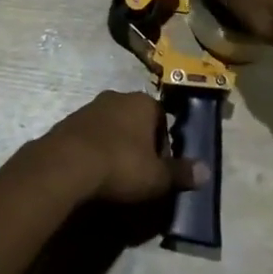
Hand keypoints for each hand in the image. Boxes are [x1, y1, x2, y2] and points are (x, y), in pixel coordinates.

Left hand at [34, 90, 208, 203]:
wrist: (66, 164)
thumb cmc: (120, 165)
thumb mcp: (157, 176)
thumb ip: (181, 173)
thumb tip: (206, 171)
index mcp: (143, 103)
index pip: (162, 118)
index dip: (163, 144)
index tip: (158, 168)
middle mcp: (118, 97)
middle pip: (136, 120)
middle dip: (139, 142)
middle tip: (137, 172)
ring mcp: (90, 107)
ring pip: (112, 125)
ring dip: (115, 144)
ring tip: (113, 175)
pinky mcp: (68, 121)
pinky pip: (89, 135)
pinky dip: (94, 149)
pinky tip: (91, 172)